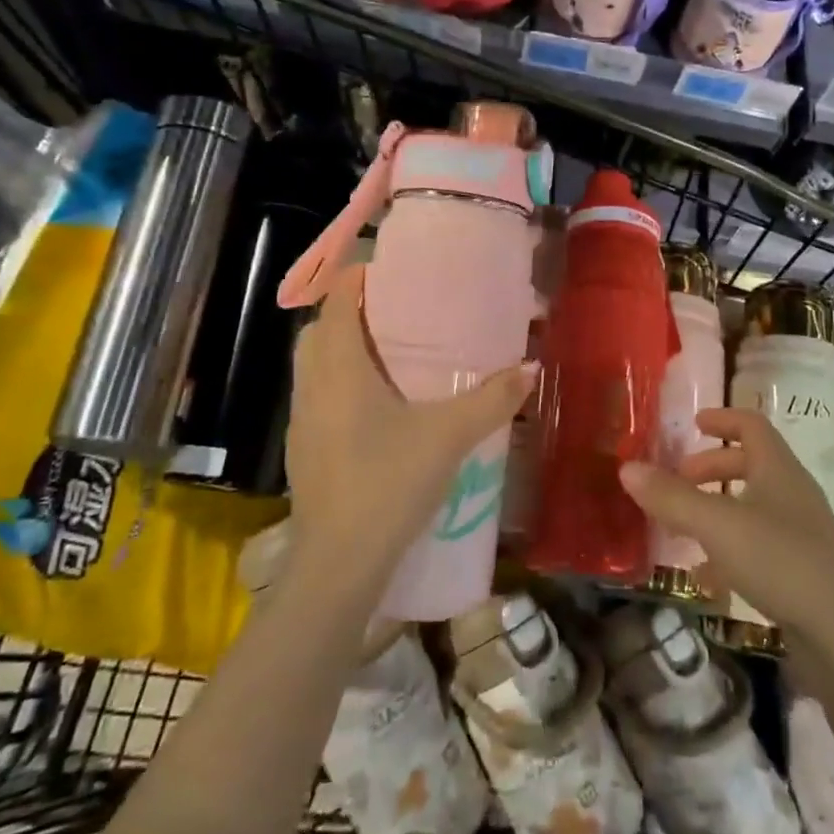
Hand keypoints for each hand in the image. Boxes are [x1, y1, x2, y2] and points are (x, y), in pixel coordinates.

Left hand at [284, 265, 535, 596]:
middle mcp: (311, 385)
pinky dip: (338, 384)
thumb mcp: (449, 436)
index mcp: (339, 367)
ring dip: (341, 349)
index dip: (356, 277)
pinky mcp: (303, 450)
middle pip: (319, 330)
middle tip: (394, 311)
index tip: (389, 270)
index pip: (335, 300)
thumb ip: (492, 399)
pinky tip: (375, 408)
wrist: (338, 563)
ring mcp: (302, 420)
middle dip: (349, 312)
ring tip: (388, 354)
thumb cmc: (389, 482)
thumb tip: (531, 368)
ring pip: (313, 365)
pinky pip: (316, 396)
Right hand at [619, 407, 833, 647]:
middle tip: (679, 480)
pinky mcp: (803, 571)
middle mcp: (793, 493)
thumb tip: (627, 468)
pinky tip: (706, 576)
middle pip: (750, 465)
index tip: (693, 424)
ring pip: (752, 506)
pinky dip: (729, 549)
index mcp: (778, 469)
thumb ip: (671, 497)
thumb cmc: (779, 560)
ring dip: (716, 509)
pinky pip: (759, 545)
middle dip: (710, 468)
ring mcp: (802, 533)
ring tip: (682, 528)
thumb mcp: (715, 524)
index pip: (751, 426)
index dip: (722, 420)